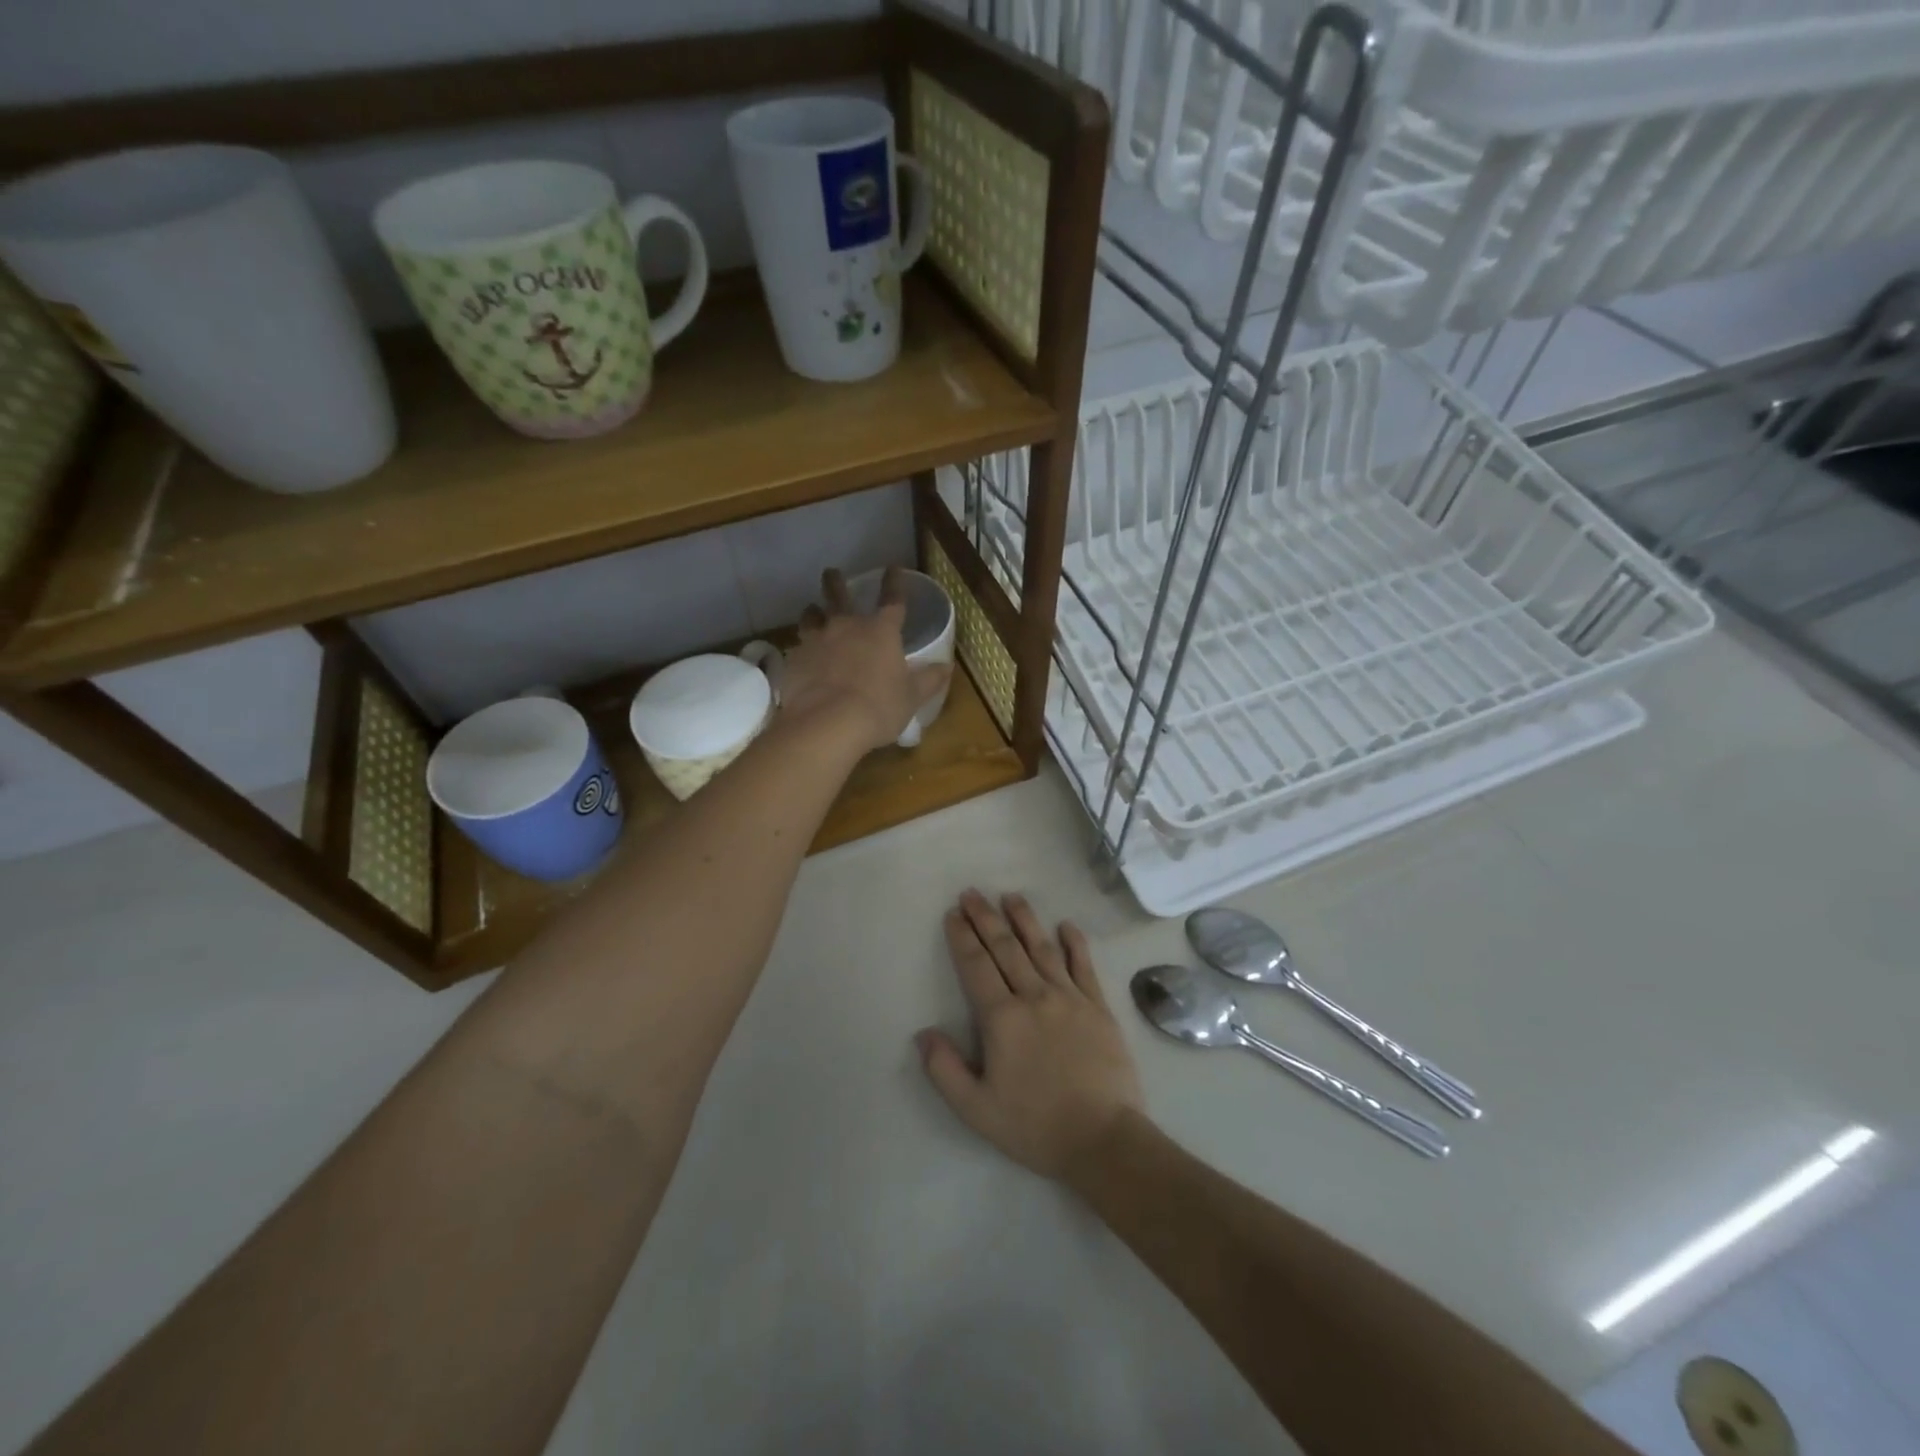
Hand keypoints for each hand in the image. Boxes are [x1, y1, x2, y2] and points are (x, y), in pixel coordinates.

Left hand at [782, 567, 950, 753]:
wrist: (827, 723)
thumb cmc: (879, 707)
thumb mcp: (911, 697)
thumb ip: (929, 679)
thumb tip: (947, 666)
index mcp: (881, 631)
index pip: (892, 600)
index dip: (894, 583)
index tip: (892, 568)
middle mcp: (846, 627)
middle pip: (839, 597)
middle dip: (835, 583)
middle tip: (831, 573)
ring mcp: (816, 642)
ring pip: (811, 617)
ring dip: (813, 612)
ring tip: (812, 610)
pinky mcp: (795, 661)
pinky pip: (798, 647)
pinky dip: (802, 648)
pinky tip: (801, 656)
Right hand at [916, 891, 1144, 1179]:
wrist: (1103, 1139)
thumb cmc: (1035, 1126)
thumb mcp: (976, 1109)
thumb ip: (945, 1070)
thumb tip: (923, 1033)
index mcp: (1003, 1018)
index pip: (976, 966)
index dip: (962, 938)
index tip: (953, 914)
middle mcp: (1035, 997)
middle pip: (1005, 948)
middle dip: (985, 918)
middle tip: (972, 893)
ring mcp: (1070, 998)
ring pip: (1042, 948)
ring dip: (1024, 920)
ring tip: (1011, 896)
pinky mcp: (1098, 1008)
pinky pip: (1084, 966)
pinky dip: (1074, 944)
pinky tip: (1066, 926)